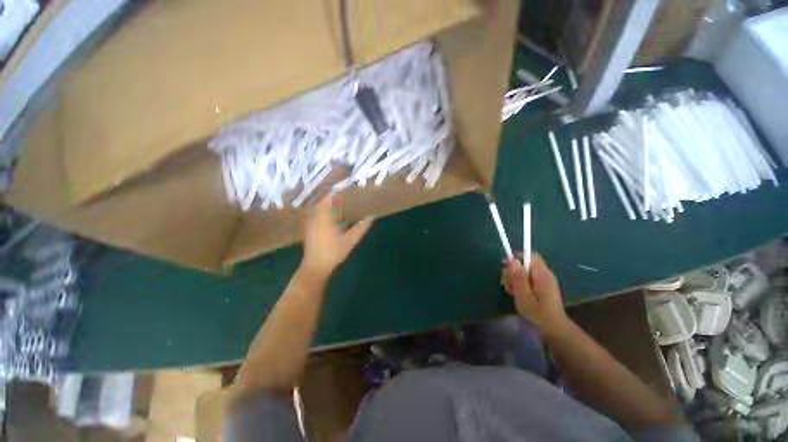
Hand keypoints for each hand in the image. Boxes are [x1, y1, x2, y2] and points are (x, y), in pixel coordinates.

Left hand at [302, 195, 373, 279]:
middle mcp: (316, 217)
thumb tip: (372, 217)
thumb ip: (361, 228)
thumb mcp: (351, 240)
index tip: (345, 187)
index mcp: (325, 217)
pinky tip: (331, 214)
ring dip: (327, 202)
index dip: (336, 191)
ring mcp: (311, 223)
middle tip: (344, 192)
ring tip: (339, 200)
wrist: (315, 267)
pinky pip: (316, 213)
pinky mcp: (310, 228)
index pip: (329, 198)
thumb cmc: (334, 253)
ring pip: (319, 207)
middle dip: (332, 195)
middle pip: (323, 201)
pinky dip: (323, 210)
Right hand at [501, 253, 568, 334]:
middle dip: (512, 270)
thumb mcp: (524, 296)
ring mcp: (544, 279)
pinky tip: (516, 292)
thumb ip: (518, 277)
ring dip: (513, 277)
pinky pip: (528, 277)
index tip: (505, 265)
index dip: (516, 257)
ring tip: (510, 291)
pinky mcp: (542, 285)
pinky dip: (519, 282)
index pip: (530, 255)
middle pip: (524, 262)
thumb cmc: (538, 314)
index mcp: (542, 274)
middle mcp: (544, 273)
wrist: (554, 329)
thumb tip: (513, 260)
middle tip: (506, 284)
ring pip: (524, 270)